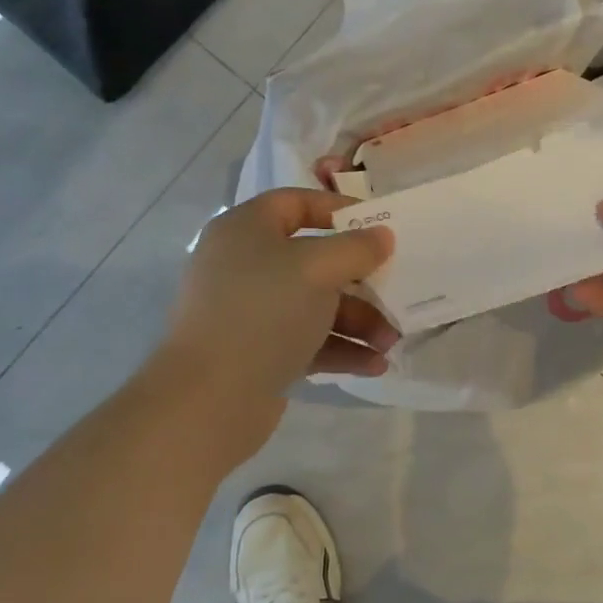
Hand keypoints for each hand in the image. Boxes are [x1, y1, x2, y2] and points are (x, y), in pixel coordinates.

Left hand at [168, 189, 398, 397]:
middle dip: (360, 280)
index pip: (295, 203)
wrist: (208, 400)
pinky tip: (374, 365)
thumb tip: (381, 236)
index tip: (377, 227)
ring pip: (315, 305)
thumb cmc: (263, 313)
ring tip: (390, 342)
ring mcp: (249, 312)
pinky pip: (308, 341)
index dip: (337, 209)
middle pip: (313, 260)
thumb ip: (356, 248)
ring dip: (358, 320)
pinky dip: (341, 348)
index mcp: (245, 230)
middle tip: (394, 290)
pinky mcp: (258, 353)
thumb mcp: (317, 269)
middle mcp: (244, 265)